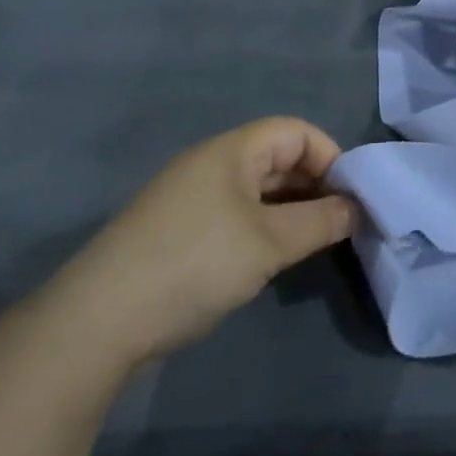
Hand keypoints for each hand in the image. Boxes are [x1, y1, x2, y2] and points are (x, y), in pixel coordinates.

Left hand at [48, 118, 354, 367]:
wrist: (95, 323)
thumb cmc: (194, 264)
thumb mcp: (269, 244)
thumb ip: (321, 222)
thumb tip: (360, 208)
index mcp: (231, 150)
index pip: (297, 132)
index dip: (330, 157)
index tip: (352, 197)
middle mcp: (210, 164)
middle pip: (277, 158)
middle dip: (314, 186)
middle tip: (341, 224)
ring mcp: (189, 198)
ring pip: (257, 190)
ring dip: (290, 210)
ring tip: (313, 243)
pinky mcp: (176, 231)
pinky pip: (235, 214)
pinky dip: (262, 228)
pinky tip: (270, 260)